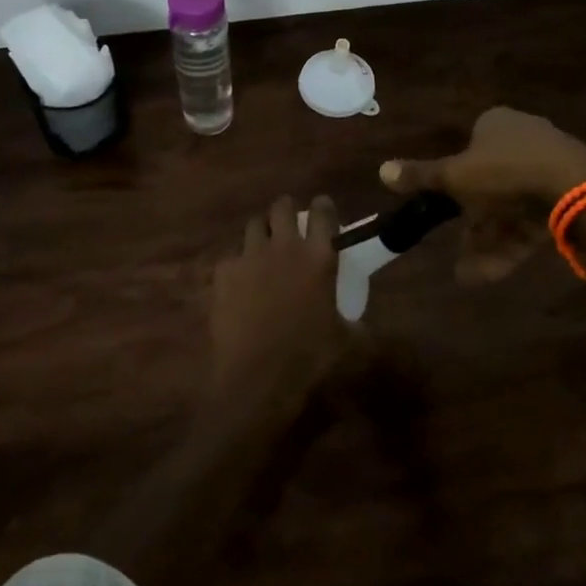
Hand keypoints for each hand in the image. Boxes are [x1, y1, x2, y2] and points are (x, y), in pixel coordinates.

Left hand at [209, 195, 348, 417]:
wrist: (255, 378)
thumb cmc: (308, 358)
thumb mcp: (346, 343)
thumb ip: (355, 326)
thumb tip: (361, 327)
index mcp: (318, 257)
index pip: (323, 213)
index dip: (323, 207)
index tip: (323, 208)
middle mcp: (284, 247)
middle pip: (282, 207)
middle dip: (287, 209)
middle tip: (290, 221)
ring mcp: (250, 257)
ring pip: (254, 225)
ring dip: (262, 231)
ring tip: (265, 245)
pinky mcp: (223, 274)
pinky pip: (232, 257)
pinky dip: (238, 263)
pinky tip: (241, 280)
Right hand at [380, 107, 585, 283]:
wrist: (576, 190)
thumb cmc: (505, 172)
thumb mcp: (455, 175)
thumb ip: (421, 176)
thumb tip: (381, 170)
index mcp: (497, 123)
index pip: (470, 147)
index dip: (456, 180)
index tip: (449, 208)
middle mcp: (524, 138)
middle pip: (490, 183)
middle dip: (473, 223)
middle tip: (459, 252)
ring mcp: (550, 166)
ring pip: (511, 207)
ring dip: (489, 242)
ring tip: (471, 275)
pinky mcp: (568, 195)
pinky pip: (533, 220)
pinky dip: (513, 244)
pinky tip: (494, 273)